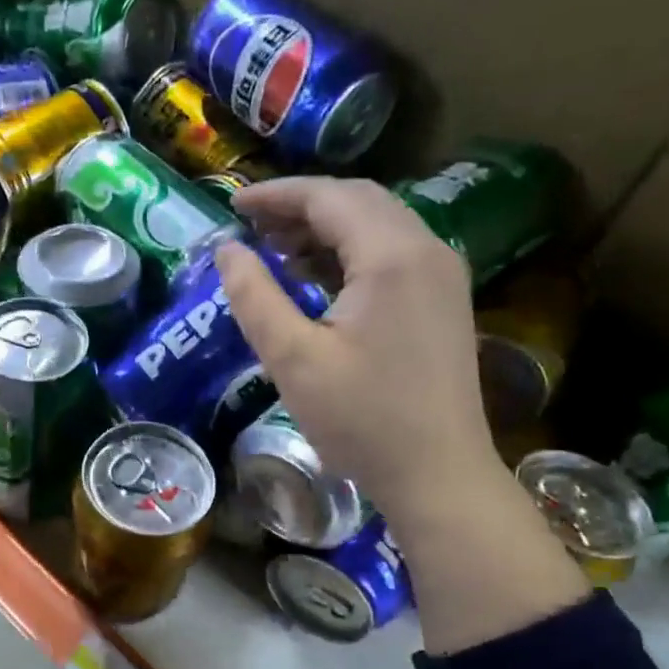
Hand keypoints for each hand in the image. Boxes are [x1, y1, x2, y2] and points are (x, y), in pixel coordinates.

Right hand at [215, 177, 500, 523]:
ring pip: (377, 225)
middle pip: (357, 201)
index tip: (231, 204)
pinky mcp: (442, 301)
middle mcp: (426, 250)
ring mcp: (441, 275)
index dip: (276, 195)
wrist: (438, 473)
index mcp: (391, 256)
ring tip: (274, 251)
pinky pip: (391, 254)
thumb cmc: (361, 419)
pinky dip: (348, 254)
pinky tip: (315, 280)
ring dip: (324, 229)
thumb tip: (226, 249)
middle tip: (249, 227)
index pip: (329, 197)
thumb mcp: (292, 359)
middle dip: (300, 207)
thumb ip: (254, 297)